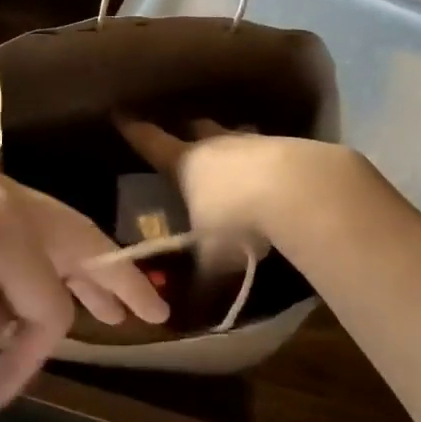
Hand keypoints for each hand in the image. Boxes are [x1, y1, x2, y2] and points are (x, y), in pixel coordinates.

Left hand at [0, 163, 168, 409]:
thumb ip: (5, 327)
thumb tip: (17, 312)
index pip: (48, 298)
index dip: (36, 352)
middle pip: (73, 238)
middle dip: (113, 280)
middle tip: (154, 313)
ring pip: (48, 227)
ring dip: (79, 265)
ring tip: (117, 299)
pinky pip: (14, 226)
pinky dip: (38, 256)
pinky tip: (55, 279)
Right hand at [113, 115, 371, 262]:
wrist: (298, 189)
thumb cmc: (239, 219)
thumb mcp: (214, 257)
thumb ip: (201, 277)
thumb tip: (190, 305)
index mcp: (185, 164)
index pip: (152, 143)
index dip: (135, 131)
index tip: (122, 116)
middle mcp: (215, 145)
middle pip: (196, 130)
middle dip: (189, 133)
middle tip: (185, 138)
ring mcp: (252, 141)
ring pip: (234, 135)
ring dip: (231, 145)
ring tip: (233, 158)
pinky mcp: (287, 145)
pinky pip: (268, 148)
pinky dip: (264, 160)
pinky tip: (273, 177)